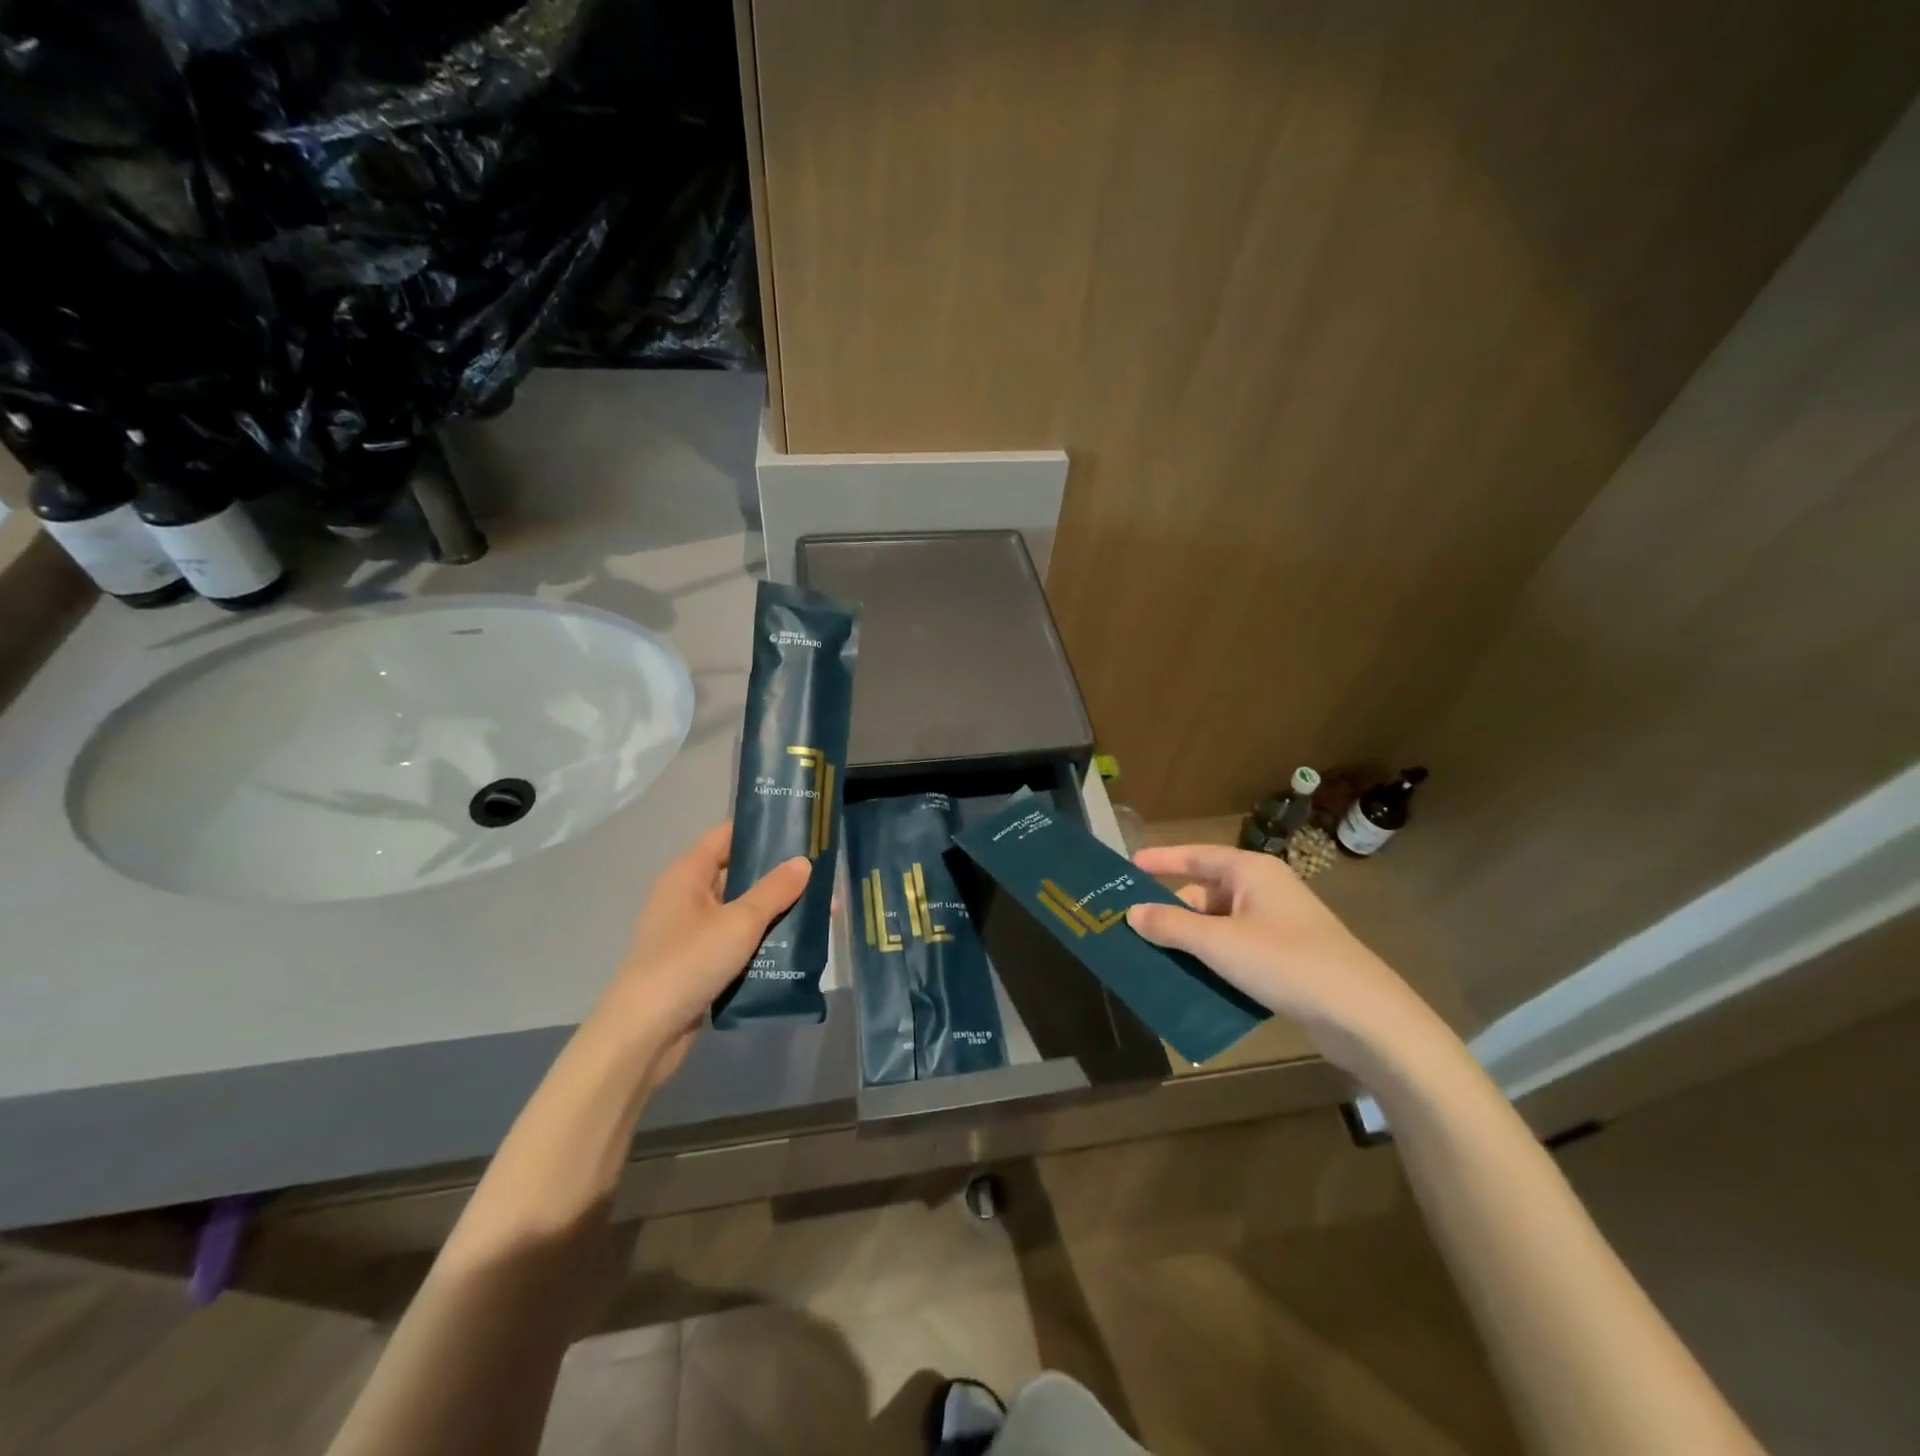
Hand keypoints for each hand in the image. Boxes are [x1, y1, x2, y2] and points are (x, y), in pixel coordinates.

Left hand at [587, 823, 810, 1086]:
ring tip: (819, 908)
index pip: (728, 836)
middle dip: (778, 875)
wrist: (644, 1034)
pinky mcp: (699, 963)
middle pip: (738, 873)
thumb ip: (774, 890)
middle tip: (822, 872)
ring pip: (741, 911)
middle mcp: (687, 896)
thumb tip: (804, 861)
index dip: (762, 829)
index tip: (802, 829)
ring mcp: (692, 932)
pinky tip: (795, 946)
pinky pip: (736, 941)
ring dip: (774, 912)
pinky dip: (762, 941)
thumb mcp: (739, 922)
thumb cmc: (688, 962)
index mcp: (688, 873)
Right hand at [1127, 844, 1452, 1076]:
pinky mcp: (1287, 956)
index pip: (1195, 856)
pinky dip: (1214, 960)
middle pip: (1204, 893)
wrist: (1363, 1014)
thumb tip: (1131, 913)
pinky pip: (1237, 949)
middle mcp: (1264, 890)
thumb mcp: (1219, 943)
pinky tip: (1193, 982)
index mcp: (1250, 872)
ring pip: (1219, 925)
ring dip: (1190, 941)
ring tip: (1154, 960)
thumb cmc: (1286, 962)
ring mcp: (1278, 924)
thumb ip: (1171, 926)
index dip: (1160, 860)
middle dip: (1171, 912)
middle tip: (1133, 931)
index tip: (1127, 866)